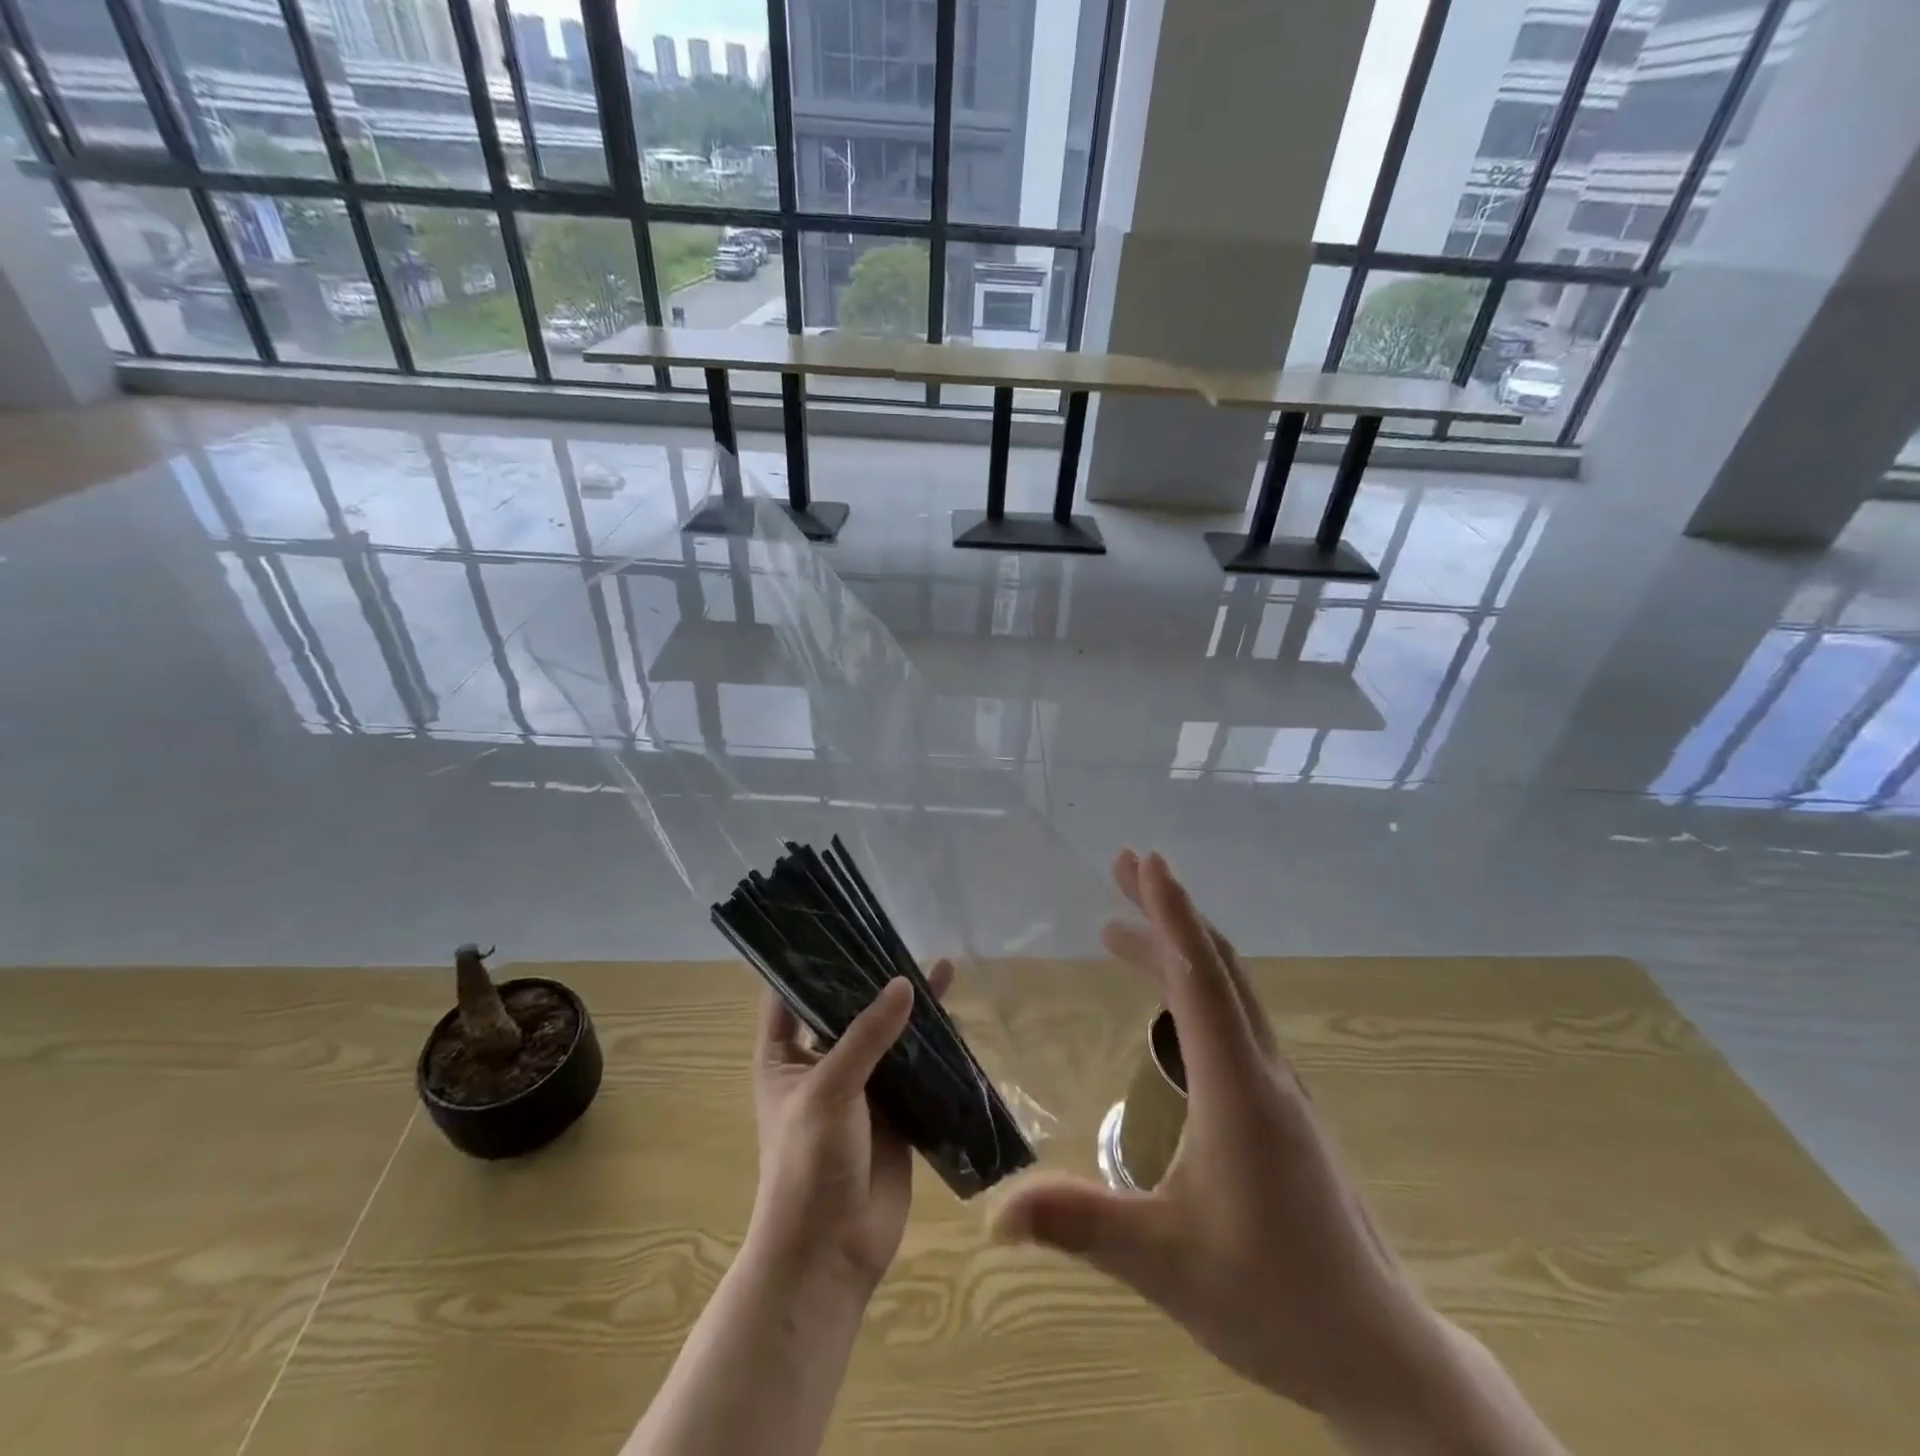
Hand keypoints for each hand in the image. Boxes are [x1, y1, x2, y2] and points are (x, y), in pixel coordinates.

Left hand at [746, 962, 953, 1296]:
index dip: (812, 960)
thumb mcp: (830, 1089)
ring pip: (887, 1036)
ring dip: (911, 1009)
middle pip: (848, 1009)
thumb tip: (906, 982)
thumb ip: (868, 1034)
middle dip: (874, 979)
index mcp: (784, 1056)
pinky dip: (932, 1047)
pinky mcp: (894, 1112)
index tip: (842, 924)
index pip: (792, 993)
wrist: (831, 1253)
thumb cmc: (808, 1164)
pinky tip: (956, 1018)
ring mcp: (860, 1088)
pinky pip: (914, 1069)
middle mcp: (820, 1064)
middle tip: (904, 939)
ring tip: (944, 968)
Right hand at [992, 852, 1560, 1453]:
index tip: (1146, 860)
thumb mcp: (1164, 1263)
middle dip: (1168, 910)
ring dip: (1178, 946)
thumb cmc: (1272, 1300)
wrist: (1377, 1352)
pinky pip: (1233, 1020)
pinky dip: (1193, 986)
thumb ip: (1080, 1226)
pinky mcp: (1282, 1108)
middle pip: (1216, 966)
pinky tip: (1167, 1007)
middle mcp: (1264, 1071)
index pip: (1200, 978)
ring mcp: (1280, 1088)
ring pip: (1227, 991)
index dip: (1171, 914)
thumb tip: (994, 1213)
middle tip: (1122, 865)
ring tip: (1118, 929)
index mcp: (1238, 1089)